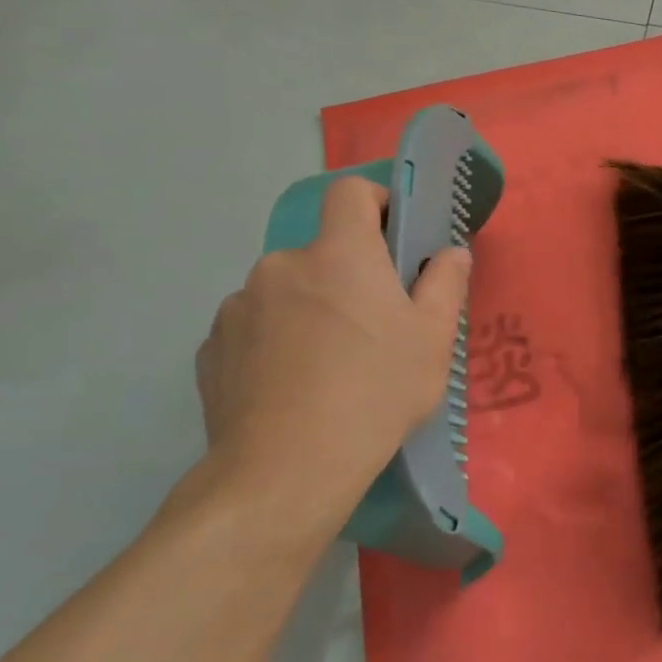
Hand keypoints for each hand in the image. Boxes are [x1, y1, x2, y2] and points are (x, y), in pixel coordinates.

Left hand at [191, 176, 469, 528]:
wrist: (287, 469)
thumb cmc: (376, 392)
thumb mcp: (433, 338)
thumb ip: (445, 283)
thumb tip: (450, 252)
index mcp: (339, 254)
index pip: (351, 192)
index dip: (377, 202)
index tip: (395, 237)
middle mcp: (281, 266)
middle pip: (322, 251)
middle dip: (348, 274)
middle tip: (374, 325)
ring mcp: (237, 307)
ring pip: (286, 291)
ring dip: (309, 309)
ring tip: (329, 365)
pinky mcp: (211, 348)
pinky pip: (254, 327)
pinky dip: (275, 341)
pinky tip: (293, 386)